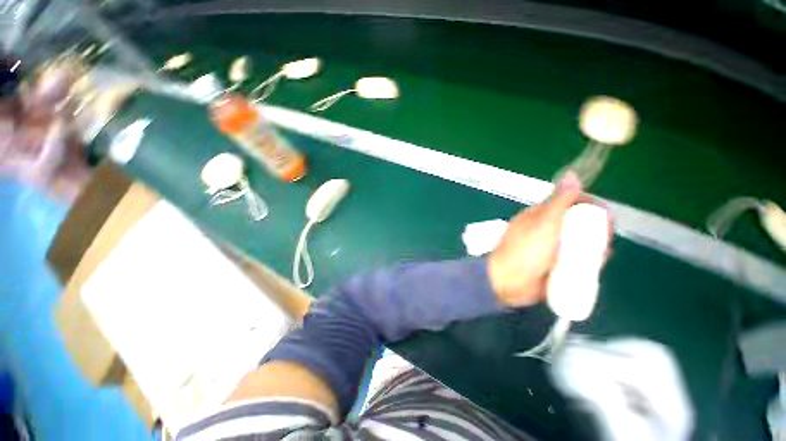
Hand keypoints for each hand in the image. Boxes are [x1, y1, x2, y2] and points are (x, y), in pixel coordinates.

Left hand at [488, 173, 610, 307]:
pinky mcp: (553, 264)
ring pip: (578, 242)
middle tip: (605, 239)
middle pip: (577, 223)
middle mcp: (545, 229)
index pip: (568, 203)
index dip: (589, 206)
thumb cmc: (524, 251)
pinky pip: (575, 259)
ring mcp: (549, 247)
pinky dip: (586, 261)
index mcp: (539, 216)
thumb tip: (571, 175)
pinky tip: (595, 266)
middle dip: (595, 229)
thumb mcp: (543, 224)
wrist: (508, 282)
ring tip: (600, 255)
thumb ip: (558, 202)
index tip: (605, 216)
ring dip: (593, 247)